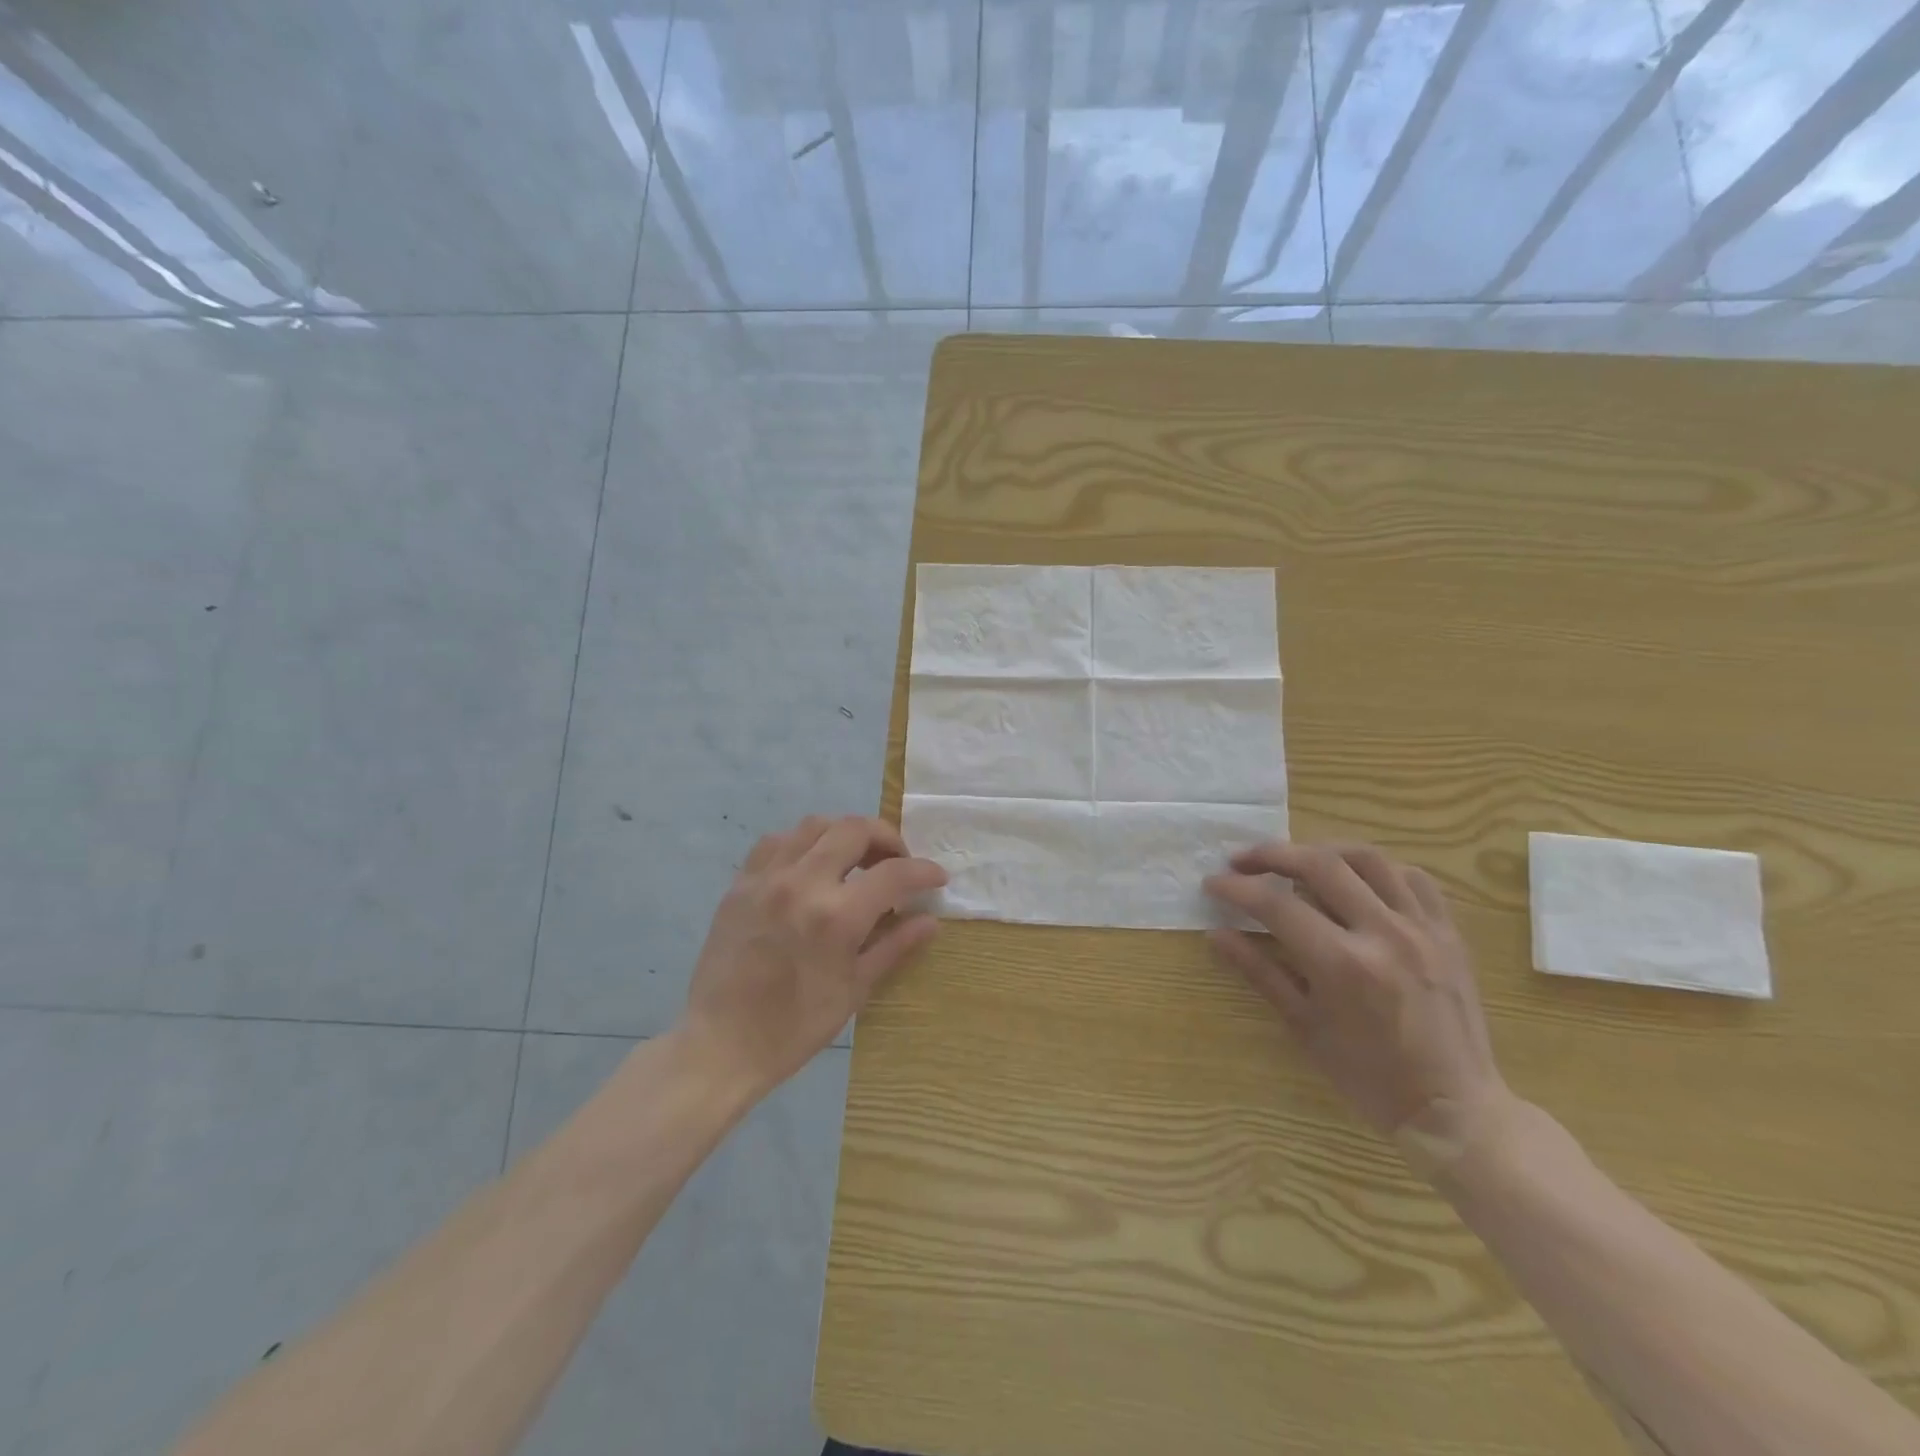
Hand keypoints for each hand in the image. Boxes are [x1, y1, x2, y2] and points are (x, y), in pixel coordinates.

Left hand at [680, 814, 945, 1097]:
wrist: (720, 1043)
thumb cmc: (794, 1027)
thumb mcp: (854, 991)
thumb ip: (894, 947)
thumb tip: (930, 921)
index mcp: (836, 917)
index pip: (893, 873)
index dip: (923, 871)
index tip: (936, 877)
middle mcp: (802, 884)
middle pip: (854, 830)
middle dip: (886, 838)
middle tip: (896, 862)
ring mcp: (767, 878)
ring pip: (815, 826)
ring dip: (844, 834)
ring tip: (856, 858)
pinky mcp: (740, 883)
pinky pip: (776, 841)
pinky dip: (803, 842)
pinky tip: (811, 865)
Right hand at [1205, 842, 1512, 1164]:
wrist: (1456, 1108)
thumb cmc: (1368, 1076)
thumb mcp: (1303, 1026)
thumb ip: (1259, 972)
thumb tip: (1216, 934)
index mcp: (1343, 965)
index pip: (1277, 905)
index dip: (1237, 888)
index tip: (1213, 884)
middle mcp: (1384, 935)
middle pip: (1320, 864)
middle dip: (1272, 854)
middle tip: (1242, 861)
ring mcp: (1422, 929)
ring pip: (1368, 859)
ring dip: (1322, 851)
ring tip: (1295, 862)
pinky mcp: (1447, 932)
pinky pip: (1412, 877)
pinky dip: (1375, 869)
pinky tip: (1354, 880)